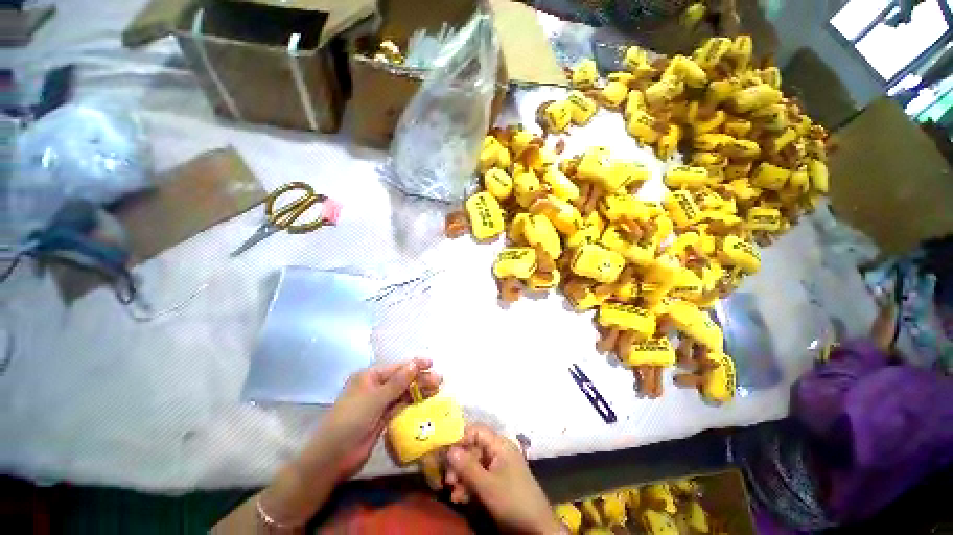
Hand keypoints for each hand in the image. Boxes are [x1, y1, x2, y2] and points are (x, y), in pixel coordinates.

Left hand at [312, 358, 441, 479]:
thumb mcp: (374, 399)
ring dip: (419, 390)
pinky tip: (425, 401)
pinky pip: (400, 406)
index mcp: (369, 377)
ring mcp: (379, 404)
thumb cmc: (350, 421)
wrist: (332, 458)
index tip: (432, 364)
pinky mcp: (382, 419)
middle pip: (402, 379)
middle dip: (420, 378)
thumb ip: (397, 382)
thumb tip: (414, 364)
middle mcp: (375, 387)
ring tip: (437, 389)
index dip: (415, 365)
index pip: (397, 368)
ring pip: (403, 393)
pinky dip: (413, 403)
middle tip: (439, 380)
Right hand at [445, 424, 560, 534]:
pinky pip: (479, 478)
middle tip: (448, 480)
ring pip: (474, 465)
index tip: (445, 452)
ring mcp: (499, 467)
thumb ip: (467, 466)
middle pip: (473, 449)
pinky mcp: (498, 483)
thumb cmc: (512, 500)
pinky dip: (469, 487)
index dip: (460, 438)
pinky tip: (460, 499)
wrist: (537, 528)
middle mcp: (499, 451)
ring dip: (462, 478)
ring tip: (453, 495)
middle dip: (459, 464)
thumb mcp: (487, 485)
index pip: (476, 431)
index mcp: (500, 445)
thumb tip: (449, 449)